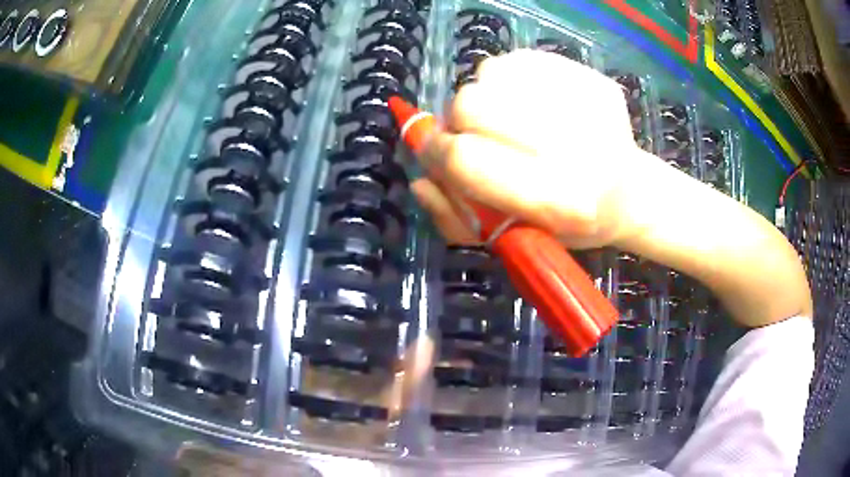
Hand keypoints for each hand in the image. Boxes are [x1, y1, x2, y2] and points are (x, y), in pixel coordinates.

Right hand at [411, 49, 643, 248]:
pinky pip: (520, 60)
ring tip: (504, 118)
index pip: (467, 159)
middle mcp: (577, 149)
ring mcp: (588, 105)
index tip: (433, 151)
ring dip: (484, 96)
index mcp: (558, 201)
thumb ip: (459, 218)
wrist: (629, 195)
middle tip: (474, 135)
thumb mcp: (513, 238)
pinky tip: (525, 101)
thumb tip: (420, 181)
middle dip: (458, 120)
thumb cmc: (569, 226)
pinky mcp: (593, 79)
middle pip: (473, 104)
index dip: (435, 152)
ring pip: (491, 73)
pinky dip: (508, 78)